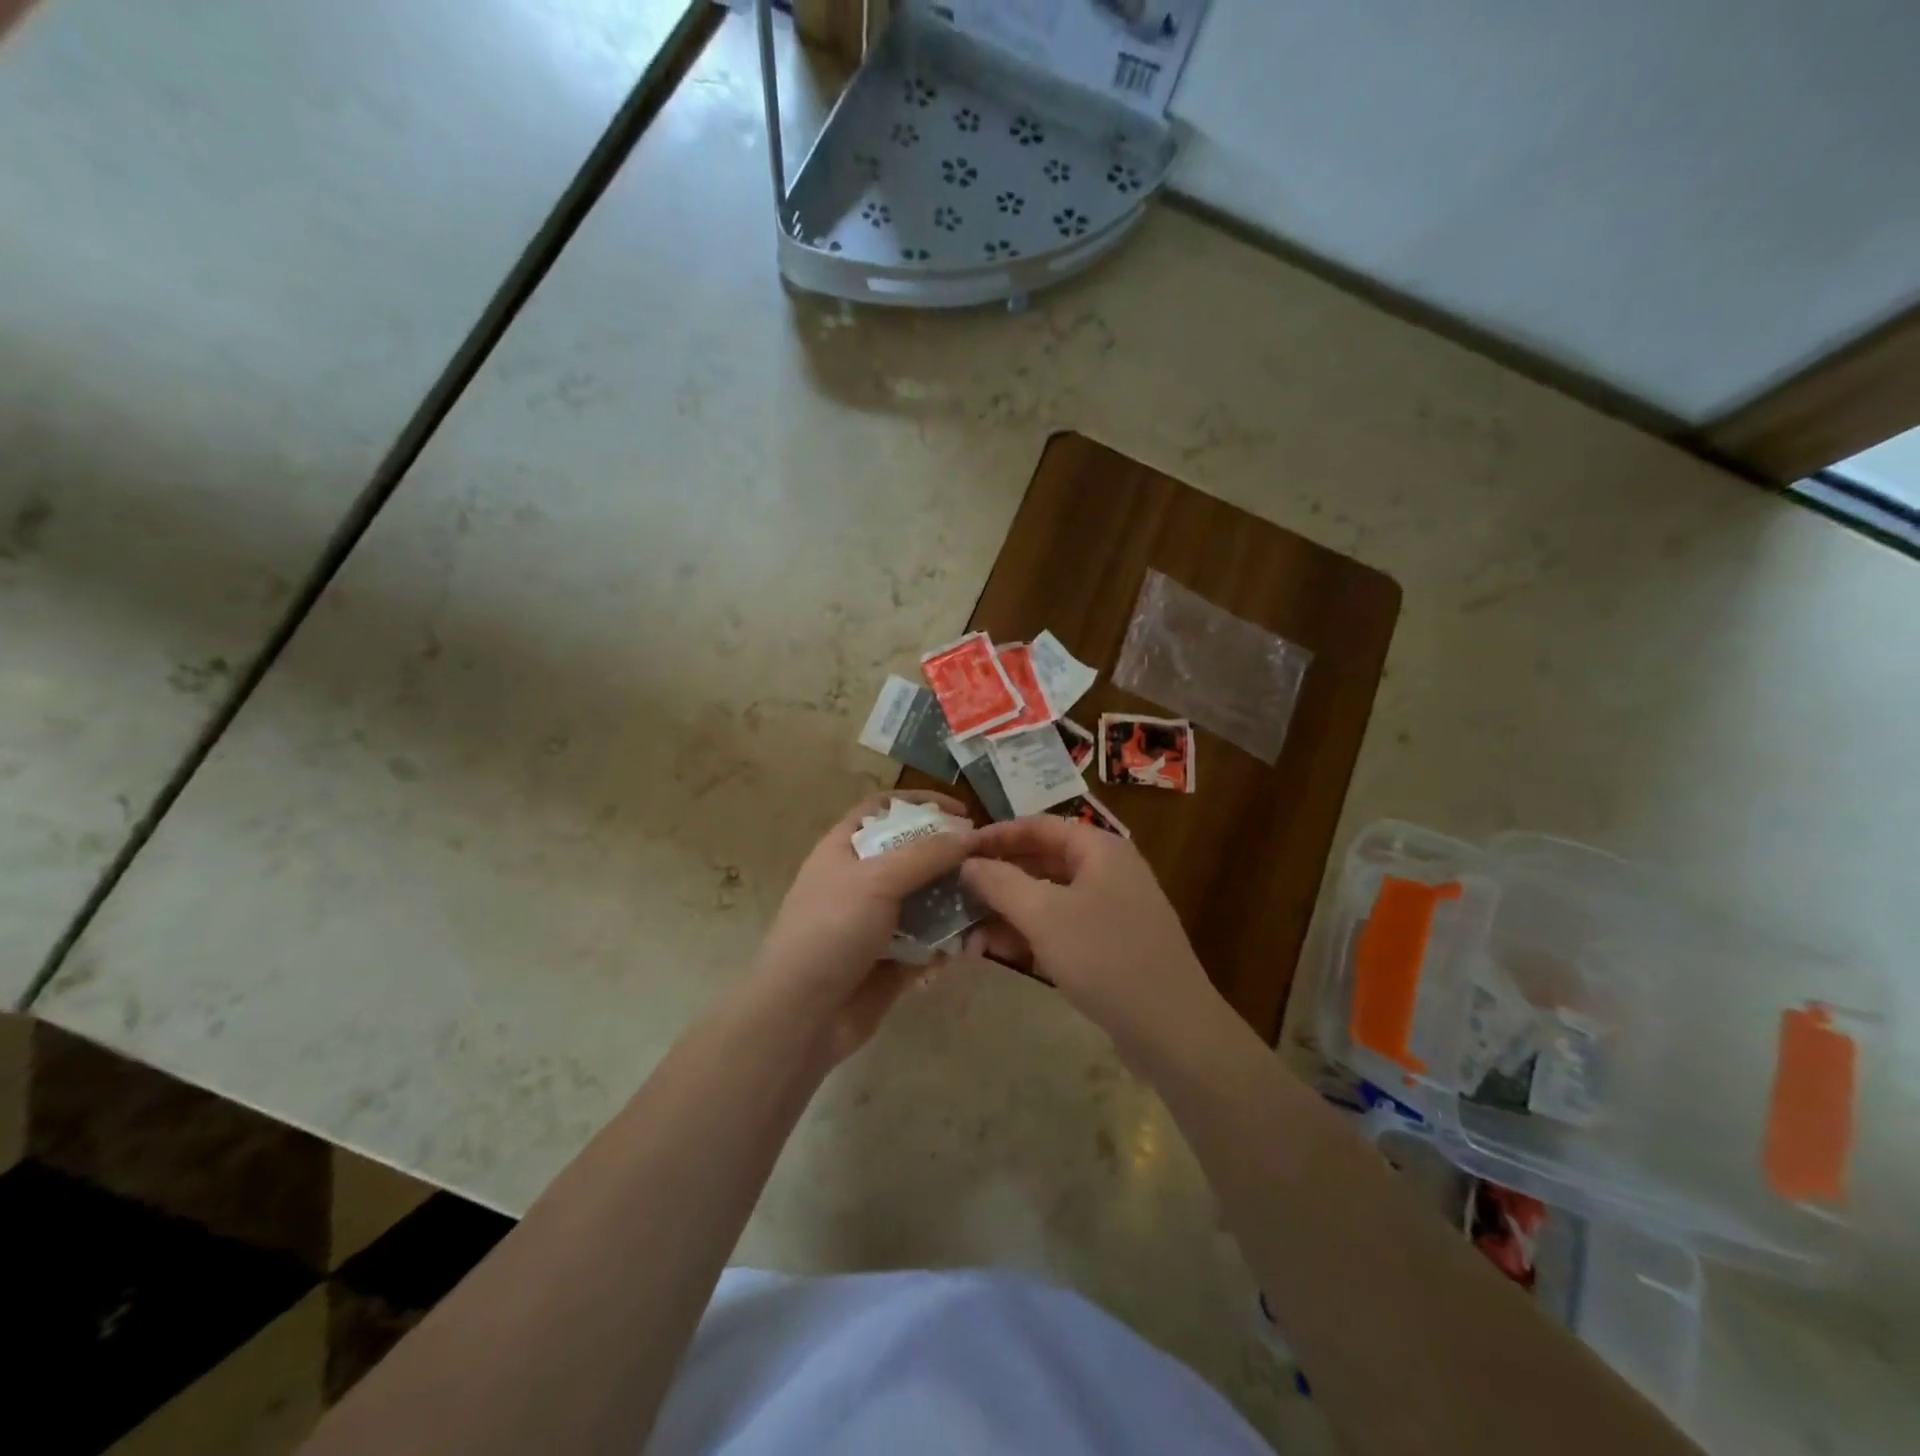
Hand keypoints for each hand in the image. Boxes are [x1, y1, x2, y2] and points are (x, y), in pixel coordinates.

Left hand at [755, 791, 976, 1059]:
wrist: (802, 1016)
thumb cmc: (831, 931)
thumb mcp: (876, 879)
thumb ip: (926, 854)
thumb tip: (970, 833)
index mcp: (845, 850)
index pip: (883, 809)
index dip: (920, 803)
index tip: (962, 812)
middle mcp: (861, 881)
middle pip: (913, 855)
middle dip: (950, 855)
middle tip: (988, 861)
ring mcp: (877, 922)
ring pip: (926, 899)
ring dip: (956, 901)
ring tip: (990, 903)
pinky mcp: (893, 959)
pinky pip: (930, 941)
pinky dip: (950, 941)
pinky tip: (974, 944)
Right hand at [961, 816, 1225, 1058]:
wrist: (1171, 1028)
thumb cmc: (1104, 956)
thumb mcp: (1043, 915)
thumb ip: (1000, 882)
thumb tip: (968, 863)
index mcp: (1100, 848)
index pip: (1038, 826)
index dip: (996, 835)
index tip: (957, 851)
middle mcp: (1108, 871)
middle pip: (1042, 861)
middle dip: (998, 880)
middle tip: (957, 895)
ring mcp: (1112, 910)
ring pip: (1049, 898)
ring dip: (1009, 912)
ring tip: (969, 935)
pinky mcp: (1112, 945)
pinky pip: (1062, 927)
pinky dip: (1031, 935)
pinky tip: (999, 952)